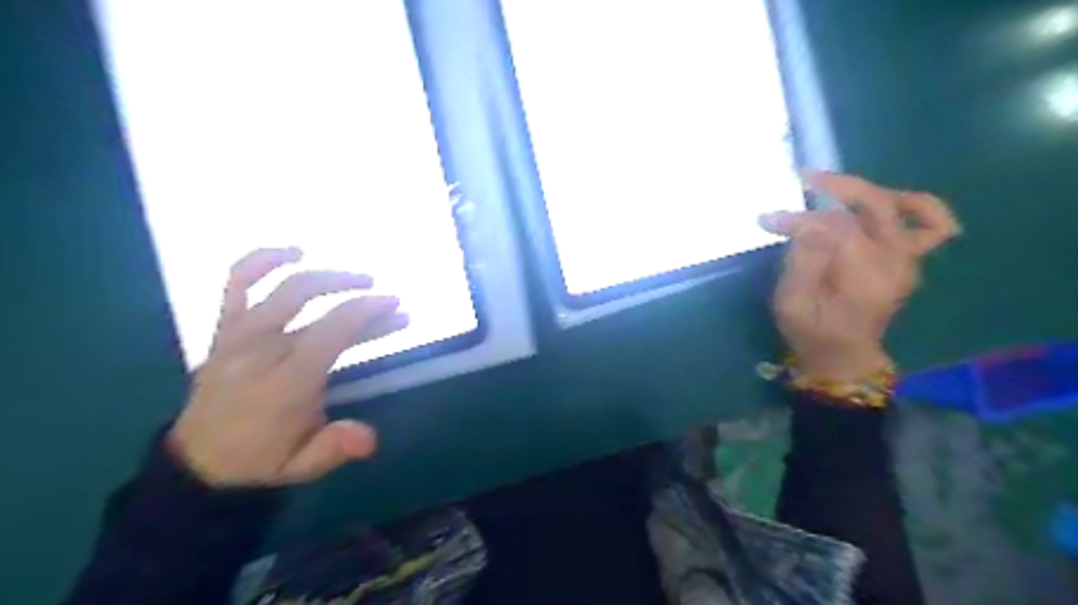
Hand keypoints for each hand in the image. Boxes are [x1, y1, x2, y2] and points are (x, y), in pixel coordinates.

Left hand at [169, 247, 411, 489]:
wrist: (198, 463)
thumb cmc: (261, 460)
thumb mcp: (301, 466)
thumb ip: (334, 449)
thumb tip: (369, 438)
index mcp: (282, 384)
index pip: (329, 332)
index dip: (365, 312)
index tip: (394, 306)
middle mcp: (257, 351)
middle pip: (305, 300)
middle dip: (352, 290)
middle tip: (385, 296)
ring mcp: (236, 336)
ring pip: (280, 287)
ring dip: (323, 275)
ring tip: (357, 277)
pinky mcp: (224, 330)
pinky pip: (237, 284)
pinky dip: (262, 261)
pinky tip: (292, 251)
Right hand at [761, 169, 953, 378]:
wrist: (843, 357)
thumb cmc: (810, 332)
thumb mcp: (791, 304)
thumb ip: (802, 262)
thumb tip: (807, 224)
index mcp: (864, 277)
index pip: (836, 227)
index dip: (800, 218)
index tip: (767, 220)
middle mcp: (895, 262)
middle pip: (876, 206)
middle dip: (838, 187)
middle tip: (804, 179)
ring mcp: (909, 260)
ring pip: (906, 207)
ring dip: (869, 191)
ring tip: (834, 189)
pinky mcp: (910, 260)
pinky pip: (931, 225)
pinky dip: (915, 206)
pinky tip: (887, 202)